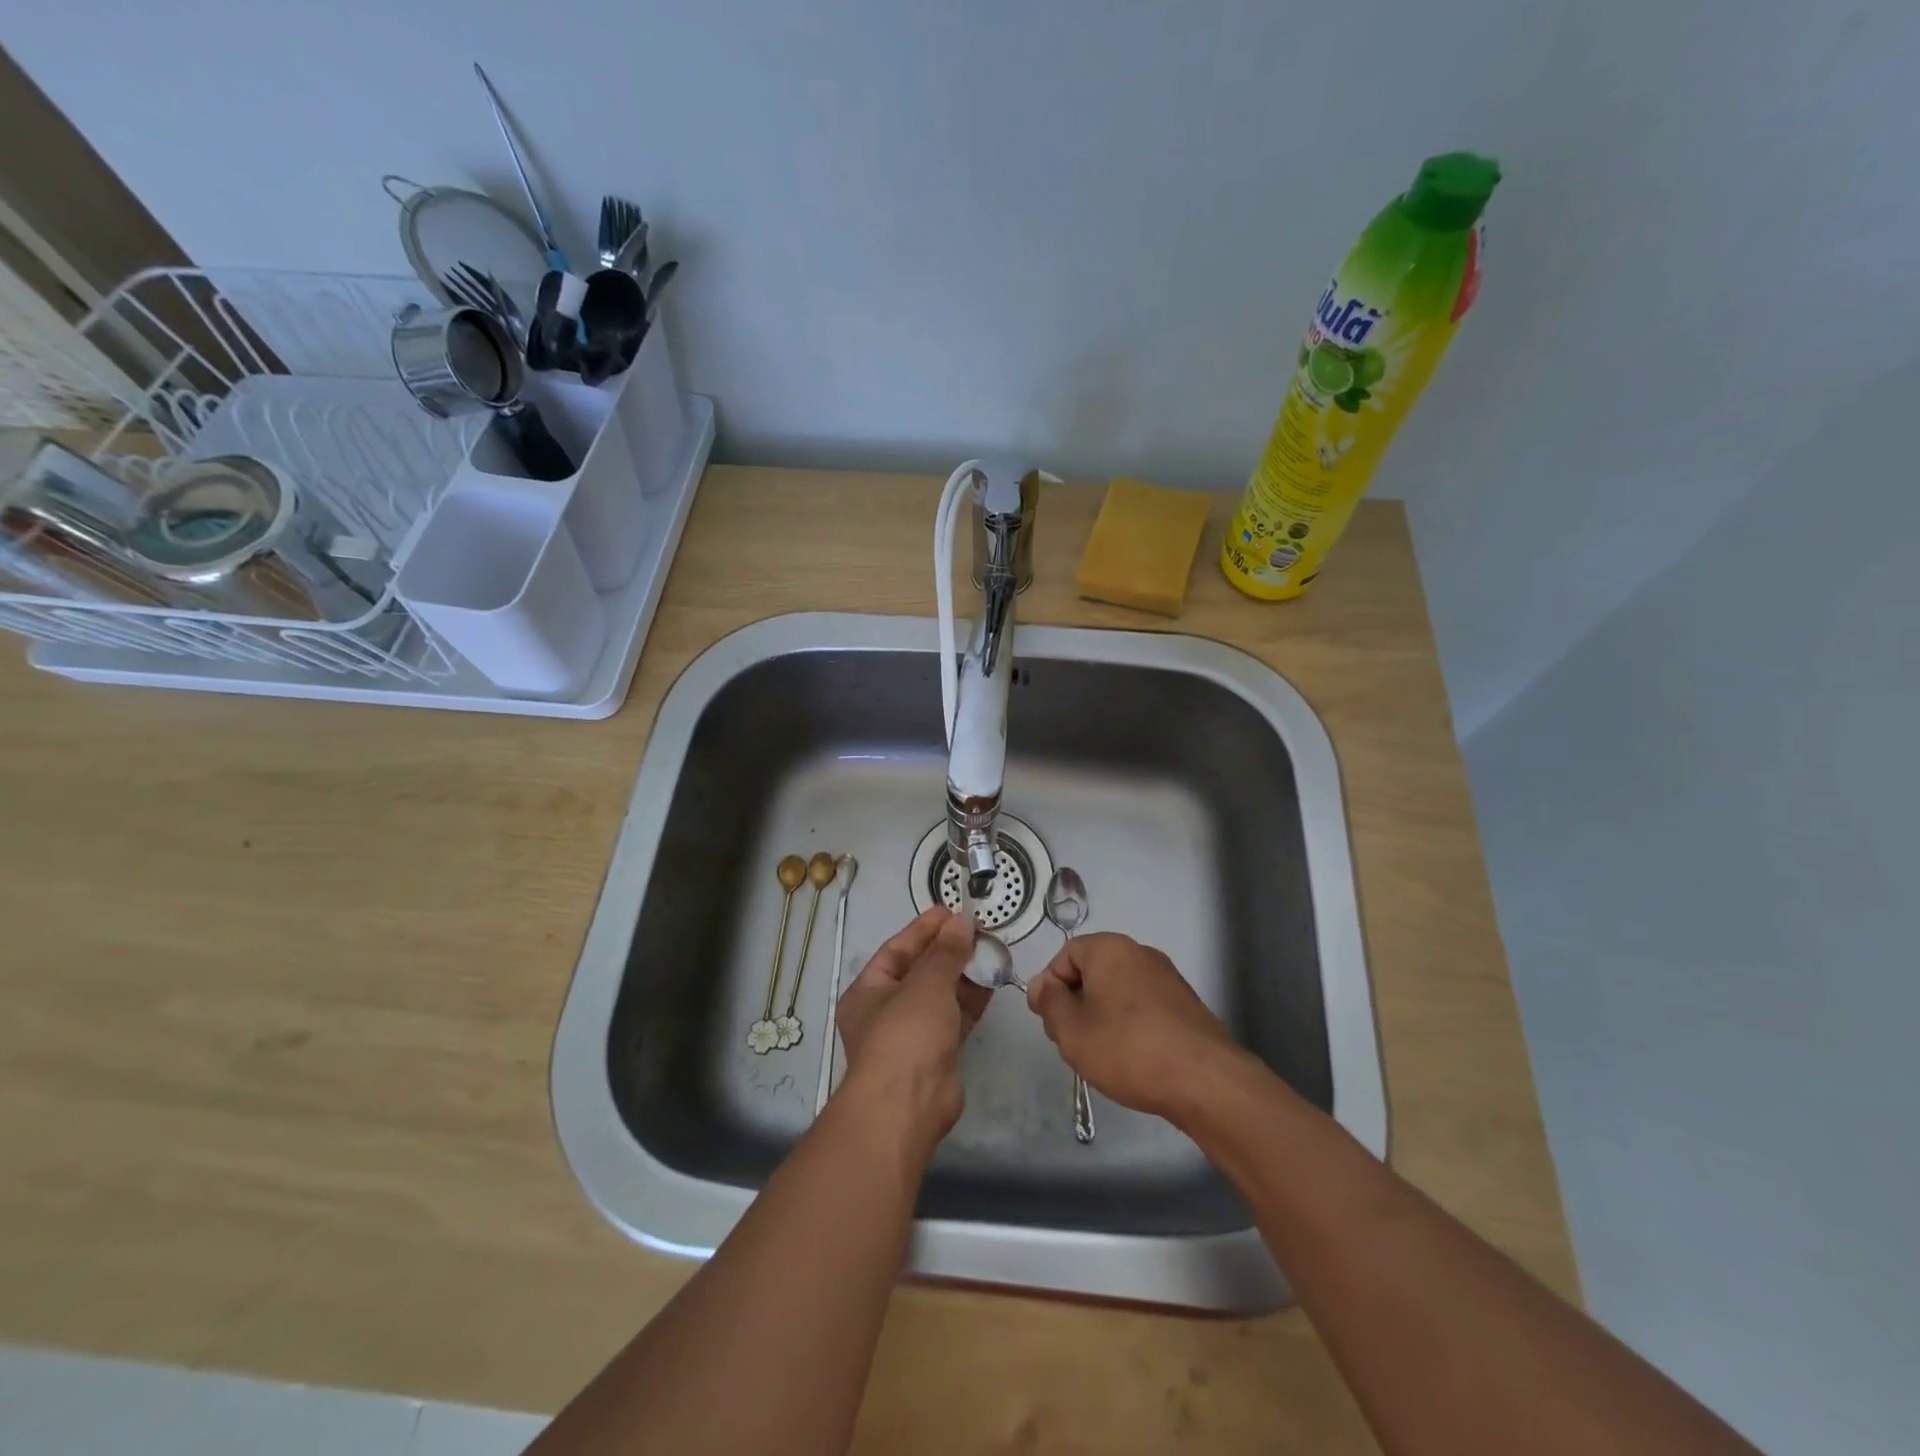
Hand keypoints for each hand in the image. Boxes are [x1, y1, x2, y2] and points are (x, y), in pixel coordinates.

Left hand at [834, 908, 992, 1149]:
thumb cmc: (906, 1034)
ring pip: (940, 995)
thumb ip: (947, 952)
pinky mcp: (936, 1054)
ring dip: (964, 974)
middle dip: (947, 950)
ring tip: (991, 950)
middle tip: (977, 929)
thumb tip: (962, 921)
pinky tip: (993, 981)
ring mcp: (911, 1035)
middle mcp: (885, 1011)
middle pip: (919, 971)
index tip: (951, 910)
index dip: (923, 929)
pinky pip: (955, 1018)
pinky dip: (972, 1000)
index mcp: (868, 991)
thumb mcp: (926, 983)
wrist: (908, 1105)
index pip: (897, 949)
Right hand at [1025, 932, 1242, 1122]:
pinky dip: (1131, 1025)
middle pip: (1093, 971)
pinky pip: (1144, 1006)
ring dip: (1102, 1016)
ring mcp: (1168, 978)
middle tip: (1071, 1041)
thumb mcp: (1072, 1031)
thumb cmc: (1127, 1049)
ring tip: (1101, 1054)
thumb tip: (1041, 984)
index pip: (1066, 954)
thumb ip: (1050, 1003)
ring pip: (1119, 990)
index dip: (1051, 986)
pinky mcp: (1186, 1005)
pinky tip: (1132, 1058)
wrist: (1204, 1080)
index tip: (1050, 1022)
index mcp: (1110, 948)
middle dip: (1076, 1003)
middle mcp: (1140, 953)